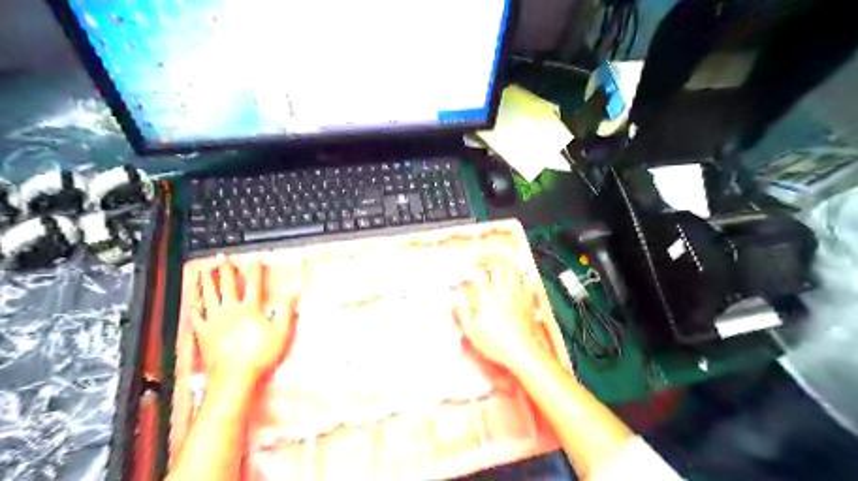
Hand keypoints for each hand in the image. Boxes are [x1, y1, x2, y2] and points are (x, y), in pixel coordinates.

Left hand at [192, 257, 298, 384]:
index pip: (253, 284)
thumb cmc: (259, 356)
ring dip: (206, 283)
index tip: (255, 259)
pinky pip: (197, 317)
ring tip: (202, 272)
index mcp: (249, 309)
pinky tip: (191, 302)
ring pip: (208, 297)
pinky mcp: (204, 334)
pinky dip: (194, 308)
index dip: (255, 270)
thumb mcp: (281, 332)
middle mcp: (230, 311)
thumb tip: (292, 295)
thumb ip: (286, 311)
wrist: (234, 376)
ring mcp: (215, 321)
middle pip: (226, 286)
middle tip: (221, 259)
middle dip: (224, 270)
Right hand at [452, 265, 536, 370]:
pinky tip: (518, 280)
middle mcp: (503, 291)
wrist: (523, 351)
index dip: (469, 270)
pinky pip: (527, 282)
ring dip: (505, 265)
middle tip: (483, 257)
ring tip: (499, 265)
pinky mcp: (528, 300)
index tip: (464, 274)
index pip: (478, 275)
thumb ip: (463, 316)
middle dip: (490, 256)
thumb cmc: (496, 343)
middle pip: (499, 263)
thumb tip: (455, 305)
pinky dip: (521, 278)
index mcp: (487, 297)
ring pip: (513, 269)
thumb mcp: (472, 333)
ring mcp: (517, 294)